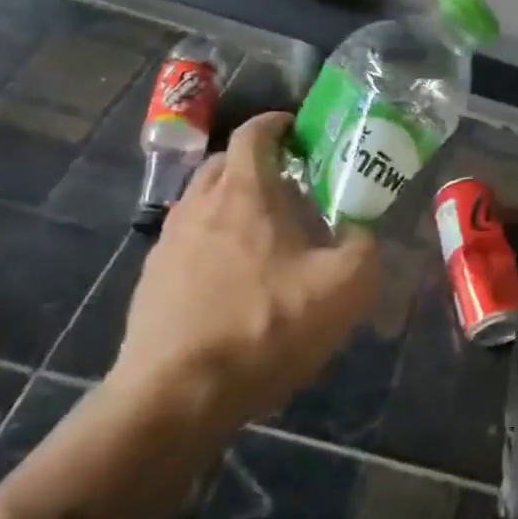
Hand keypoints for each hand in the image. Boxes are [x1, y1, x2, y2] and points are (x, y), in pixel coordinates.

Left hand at [110, 112, 378, 427]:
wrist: (178, 394)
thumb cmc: (266, 326)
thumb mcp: (345, 288)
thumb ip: (364, 248)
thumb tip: (360, 234)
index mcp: (245, 193)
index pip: (254, 134)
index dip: (277, 124)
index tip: (299, 132)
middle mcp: (200, 205)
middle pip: (223, 164)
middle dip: (256, 165)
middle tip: (291, 188)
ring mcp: (169, 243)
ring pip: (203, 203)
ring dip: (232, 205)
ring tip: (265, 236)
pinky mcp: (152, 281)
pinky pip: (188, 243)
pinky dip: (213, 244)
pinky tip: (234, 282)